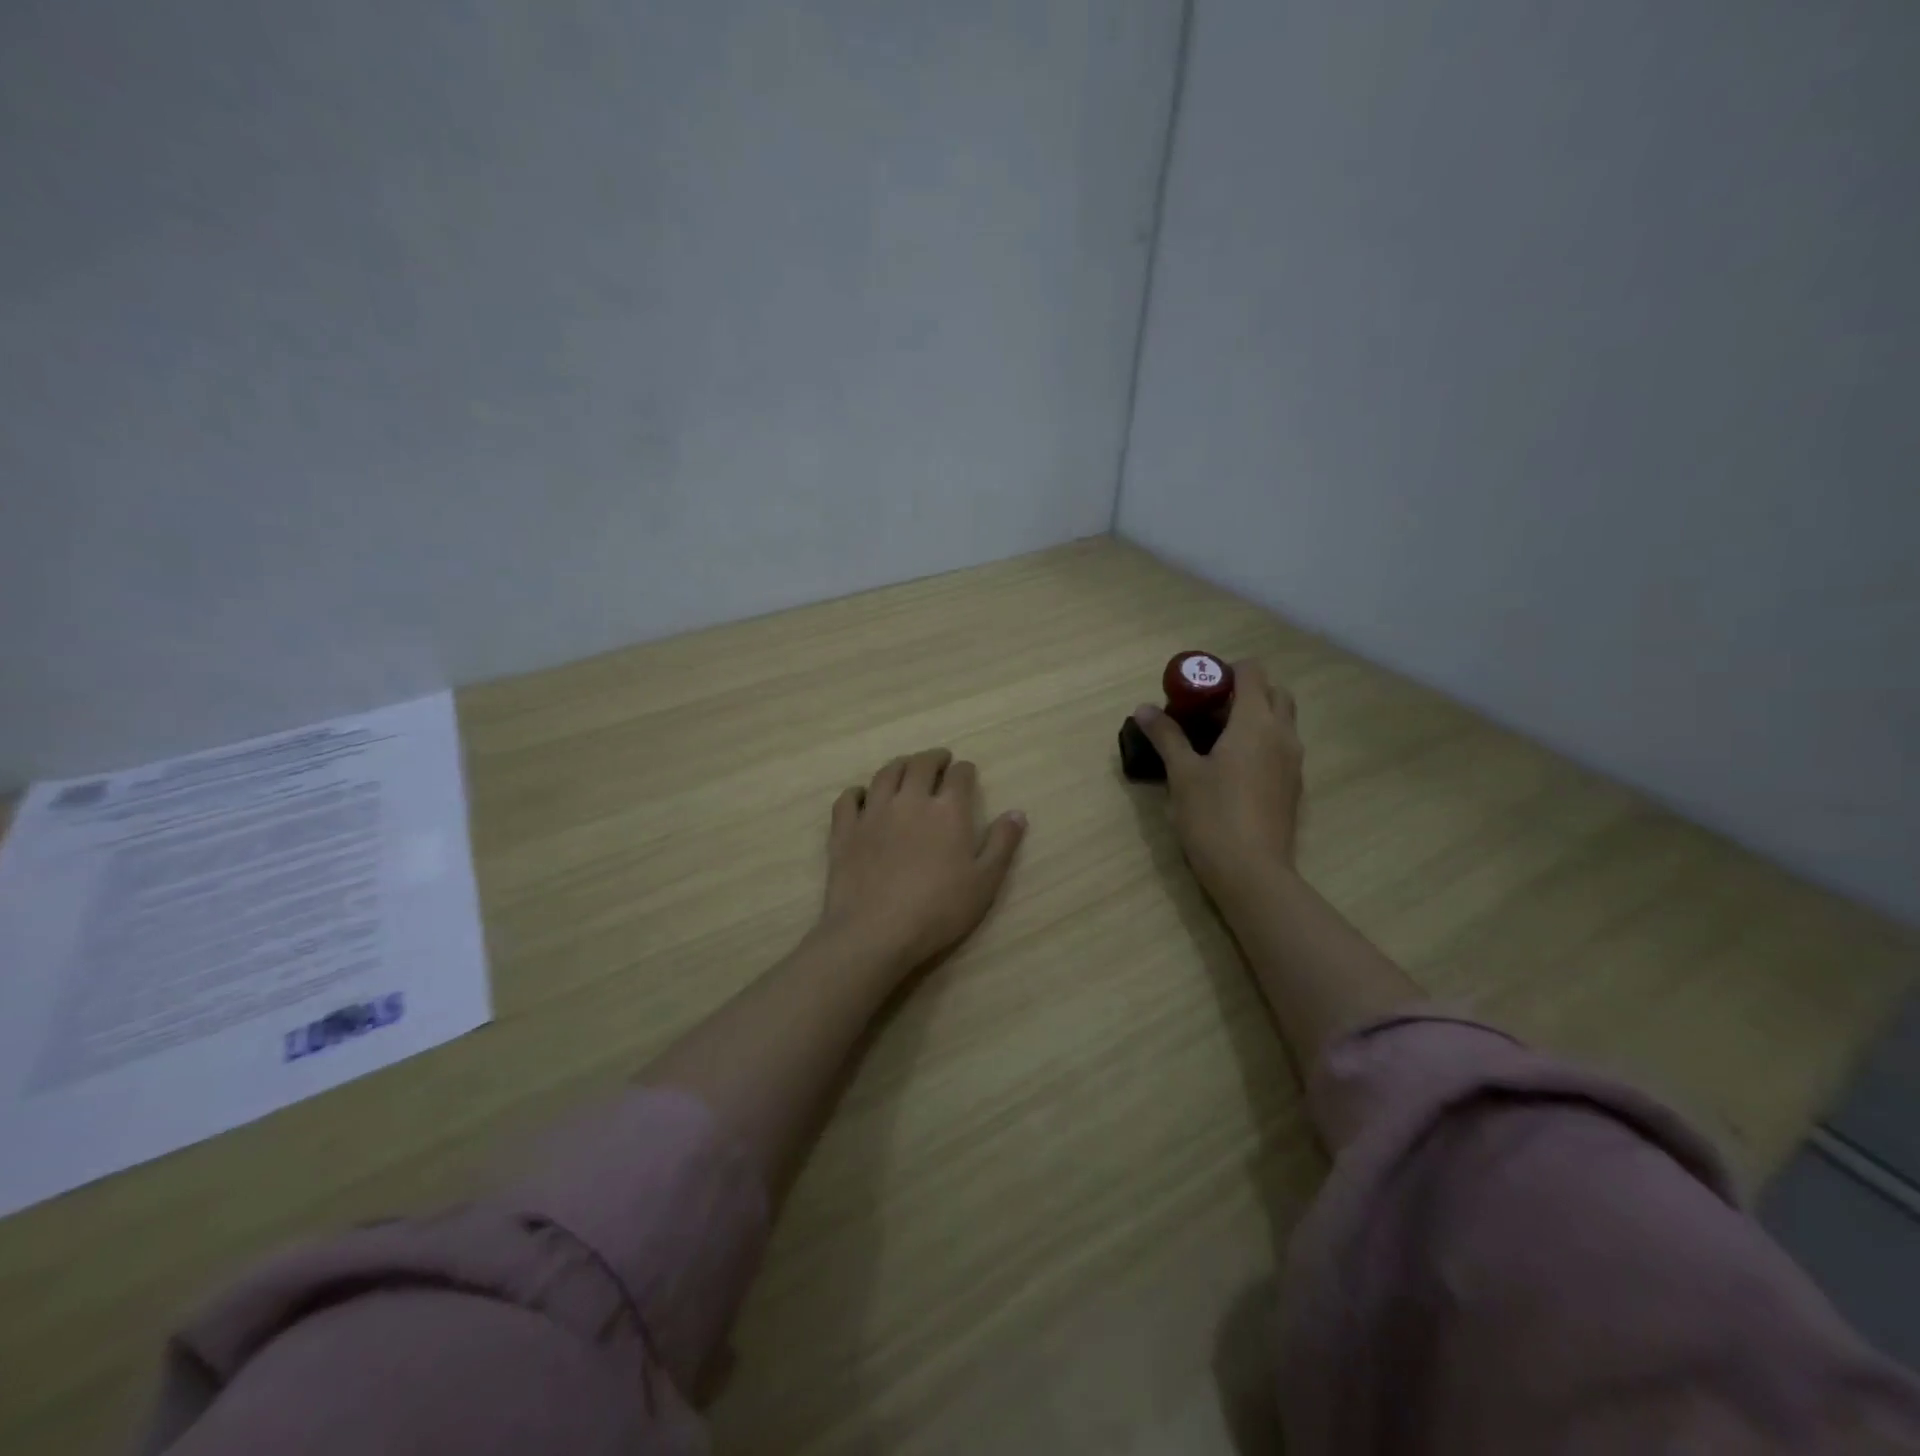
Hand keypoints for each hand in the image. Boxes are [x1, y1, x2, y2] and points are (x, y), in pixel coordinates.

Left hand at [816, 748, 1026, 975]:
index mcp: (947, 810)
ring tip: (905, 768)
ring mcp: (873, 812)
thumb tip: (1017, 812)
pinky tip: (862, 796)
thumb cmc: (938, 910)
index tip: (966, 772)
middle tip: (939, 760)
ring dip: (899, 765)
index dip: (965, 770)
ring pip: (885, 774)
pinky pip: (849, 798)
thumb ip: (1002, 844)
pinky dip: (858, 792)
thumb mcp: (985, 882)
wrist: (875, 931)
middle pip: (920, 765)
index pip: (959, 776)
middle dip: (933, 758)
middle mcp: (910, 800)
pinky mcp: (845, 830)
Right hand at [1133, 660, 1302, 905]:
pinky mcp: (1293, 786)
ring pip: (1280, 721)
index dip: (1225, 671)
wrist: (1252, 873)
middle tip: (1208, 711)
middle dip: (1244, 691)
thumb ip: (1166, 736)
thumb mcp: (1182, 773)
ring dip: (1254, 717)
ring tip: (1215, 739)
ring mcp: (1293, 762)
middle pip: (1274, 692)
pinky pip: (1280, 747)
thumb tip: (1143, 708)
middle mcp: (1282, 734)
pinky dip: (1261, 743)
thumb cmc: (1213, 816)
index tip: (1197, 688)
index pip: (1253, 672)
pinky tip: (1231, 768)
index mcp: (1256, 722)